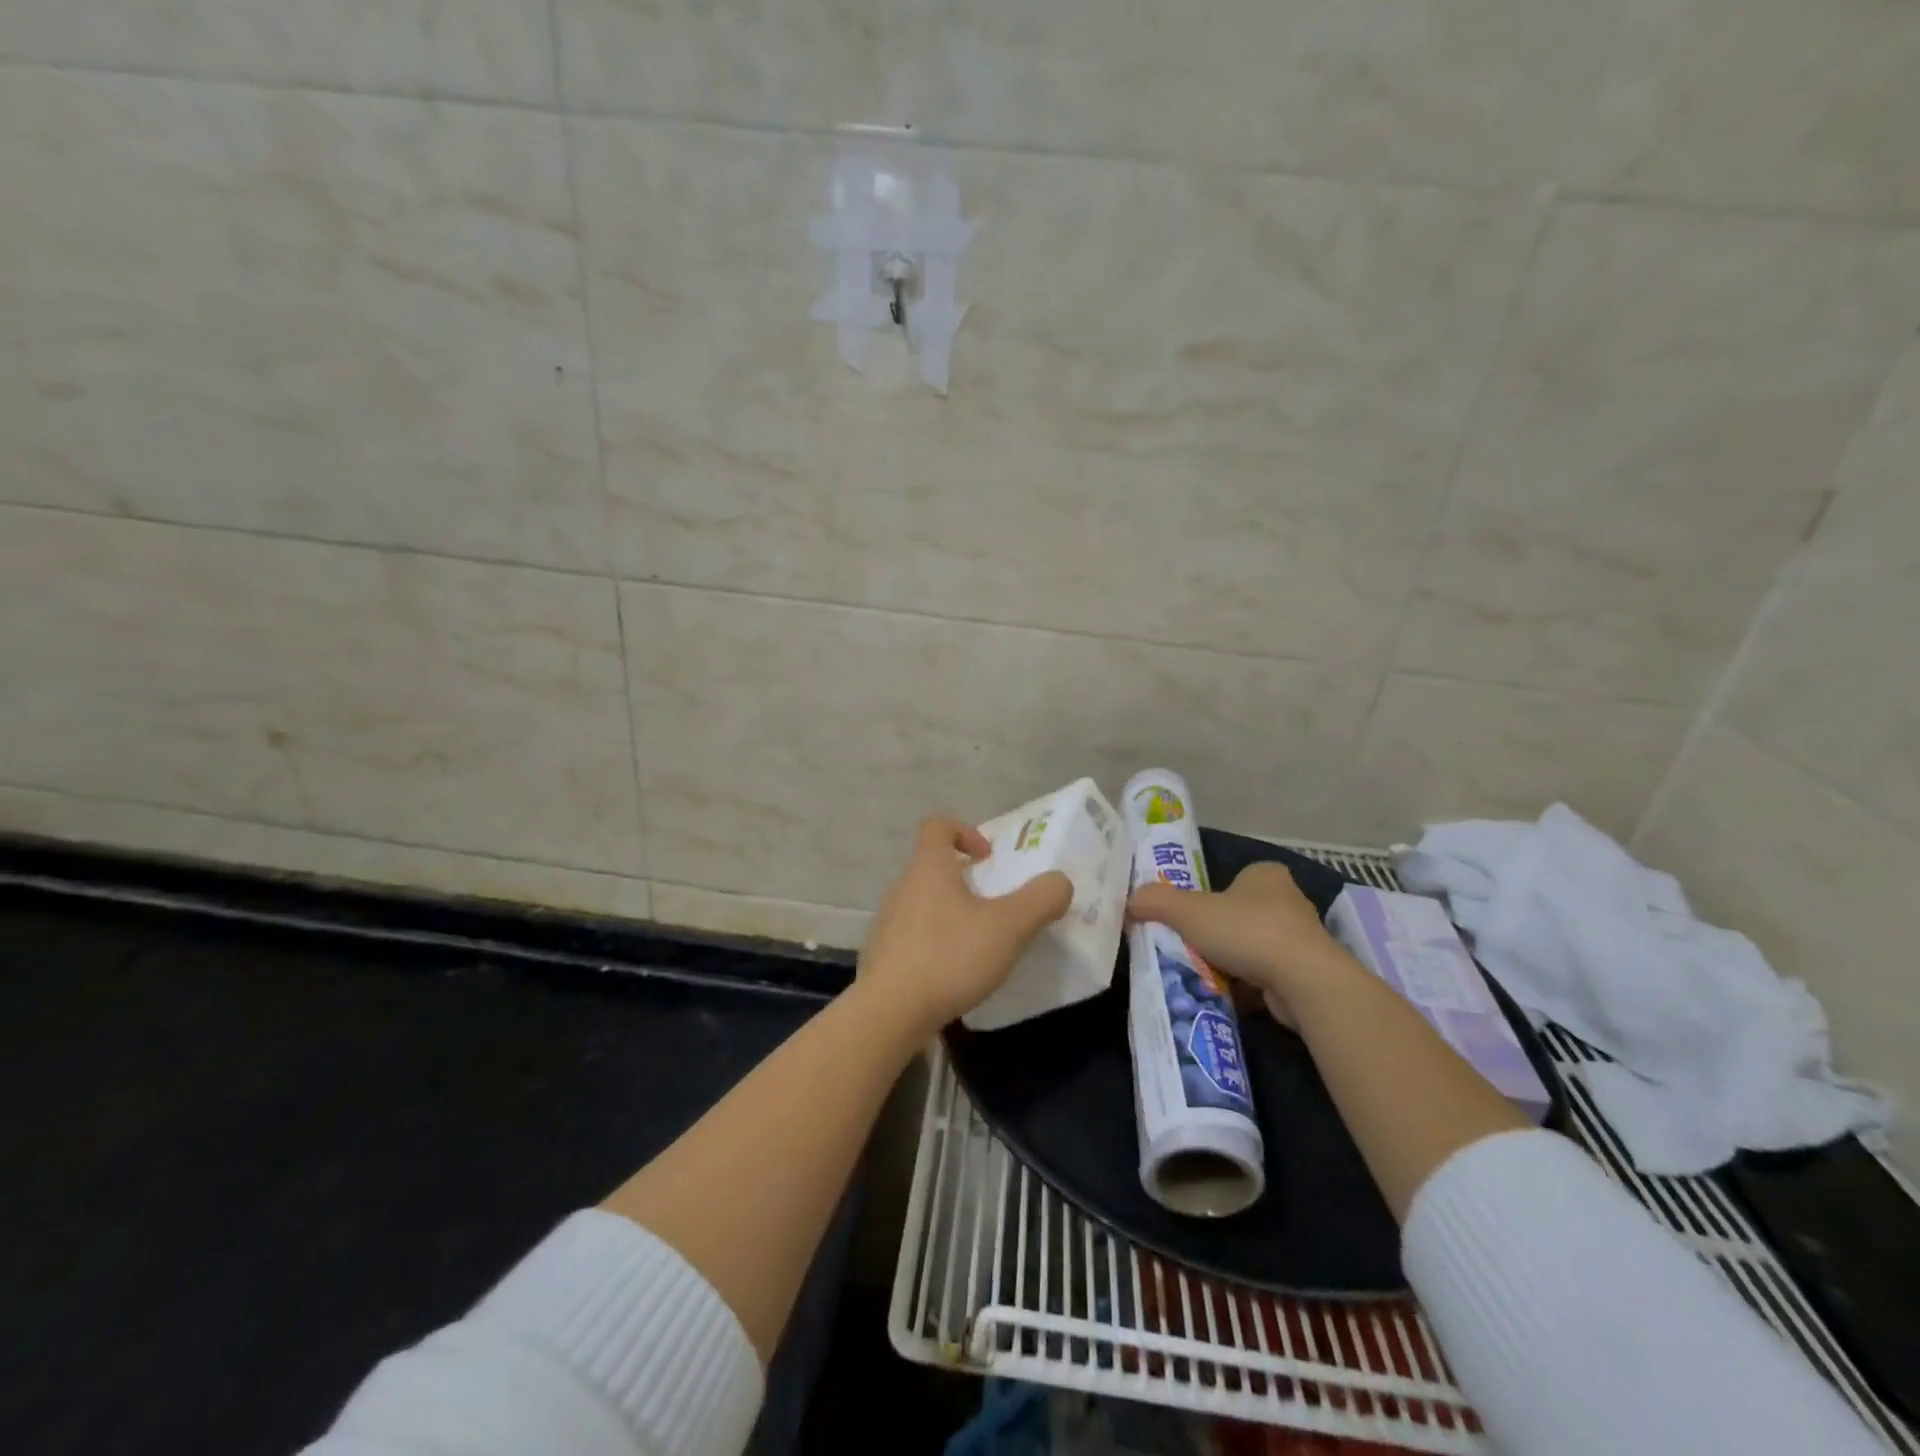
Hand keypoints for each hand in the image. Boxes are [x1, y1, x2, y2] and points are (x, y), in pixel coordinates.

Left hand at [858, 817, 1072, 1035]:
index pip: (937, 826)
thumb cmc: (950, 957)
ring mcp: (887, 921)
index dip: (965, 831)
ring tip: (977, 941)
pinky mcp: (882, 954)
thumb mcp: (1009, 927)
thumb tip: (1059, 882)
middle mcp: (902, 886)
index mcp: (929, 868)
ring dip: (950, 911)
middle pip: (932, 865)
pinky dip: (935, 941)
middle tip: (993, 904)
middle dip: (964, 878)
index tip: (988, 857)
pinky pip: (913, 934)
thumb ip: (1041, 899)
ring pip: (923, 901)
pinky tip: (953, 971)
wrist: (890, 1012)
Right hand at [1127, 862, 1353, 1025]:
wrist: (1303, 981)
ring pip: (1255, 946)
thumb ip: (1155, 901)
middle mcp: (1289, 901)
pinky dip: (1249, 985)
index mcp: (1265, 875)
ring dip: (1234, 960)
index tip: (1190, 916)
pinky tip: (1229, 995)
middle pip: (1242, 913)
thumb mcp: (1187, 911)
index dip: (1209, 895)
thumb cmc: (1246, 931)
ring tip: (1205, 973)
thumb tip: (1129, 901)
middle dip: (1219, 931)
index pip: (1233, 879)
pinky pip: (1268, 975)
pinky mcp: (1308, 973)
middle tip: (1190, 946)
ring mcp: (1302, 939)